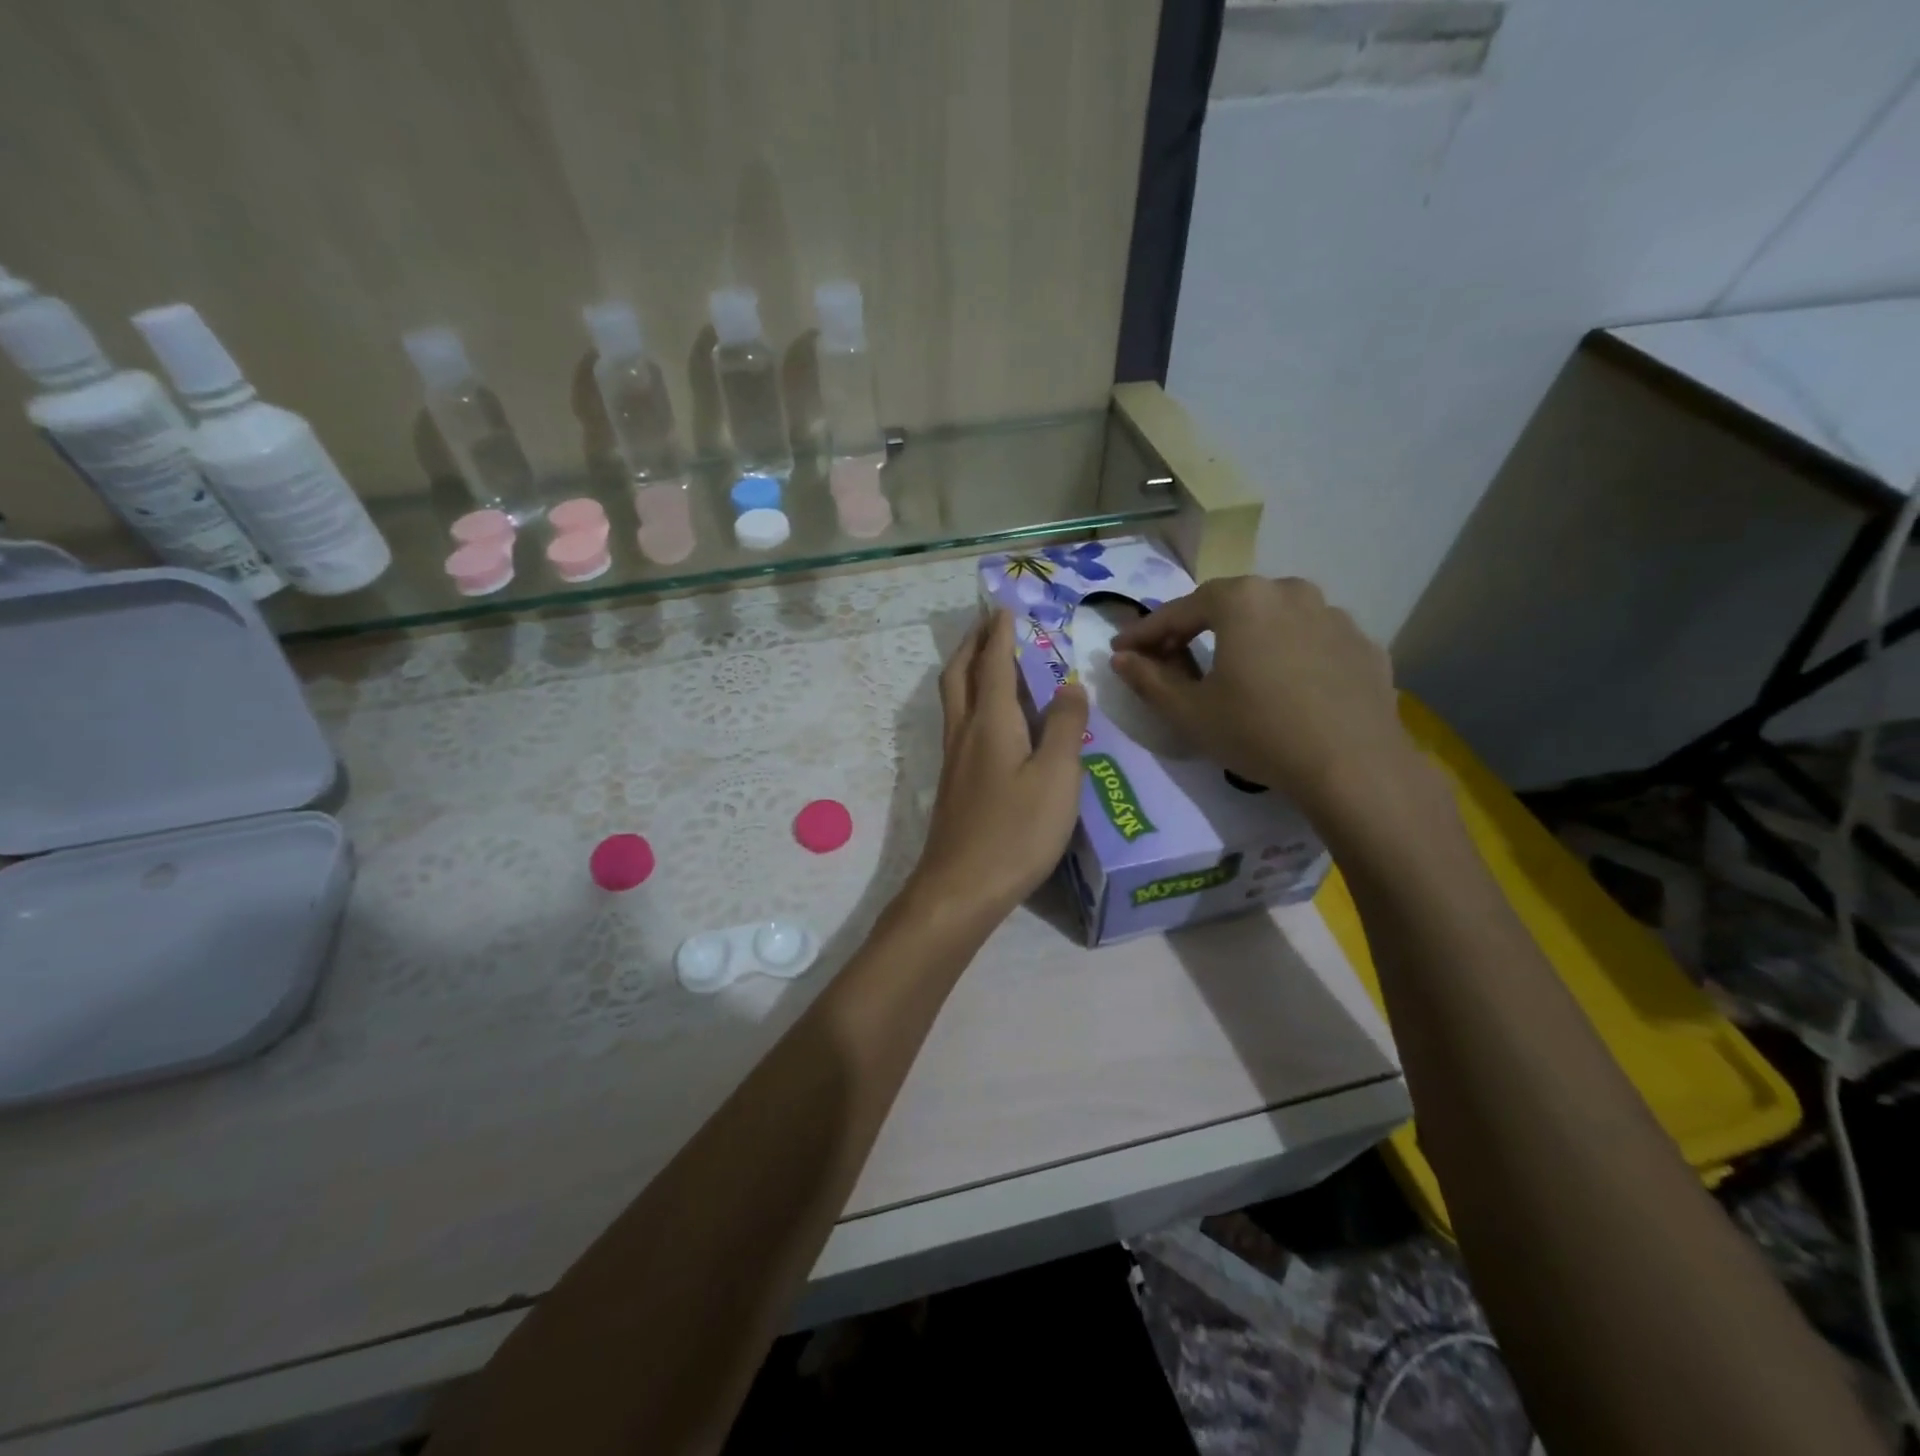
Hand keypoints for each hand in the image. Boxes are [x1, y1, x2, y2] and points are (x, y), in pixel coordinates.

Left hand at [910, 609, 1089, 925]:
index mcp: (991, 722)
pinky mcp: (953, 782)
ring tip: (984, 658)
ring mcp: (954, 759)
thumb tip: (1068, 683)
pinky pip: (958, 722)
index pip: (994, 664)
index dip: (1000, 634)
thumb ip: (1063, 727)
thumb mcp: (1056, 777)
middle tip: (987, 623)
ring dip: (966, 668)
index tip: (1003, 607)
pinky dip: (969, 699)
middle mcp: (965, 731)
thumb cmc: (1015, 831)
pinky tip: (986, 717)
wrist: (961, 887)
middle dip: (973, 643)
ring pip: (953, 698)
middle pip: (960, 674)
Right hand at [1109, 576, 1423, 825]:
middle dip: (1194, 628)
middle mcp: (1289, 591)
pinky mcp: (1363, 644)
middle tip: (1172, 657)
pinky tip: (1285, 687)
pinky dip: (1289, 655)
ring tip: (1234, 670)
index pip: (1178, 611)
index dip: (1144, 632)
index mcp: (1242, 600)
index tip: (1121, 650)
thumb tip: (1120, 658)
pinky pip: (1312, 642)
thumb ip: (1147, 679)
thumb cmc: (1257, 731)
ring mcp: (1333, 615)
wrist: (1353, 765)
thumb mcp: (1188, 711)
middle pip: (1228, 606)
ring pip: (1274, 619)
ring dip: (1246, 638)